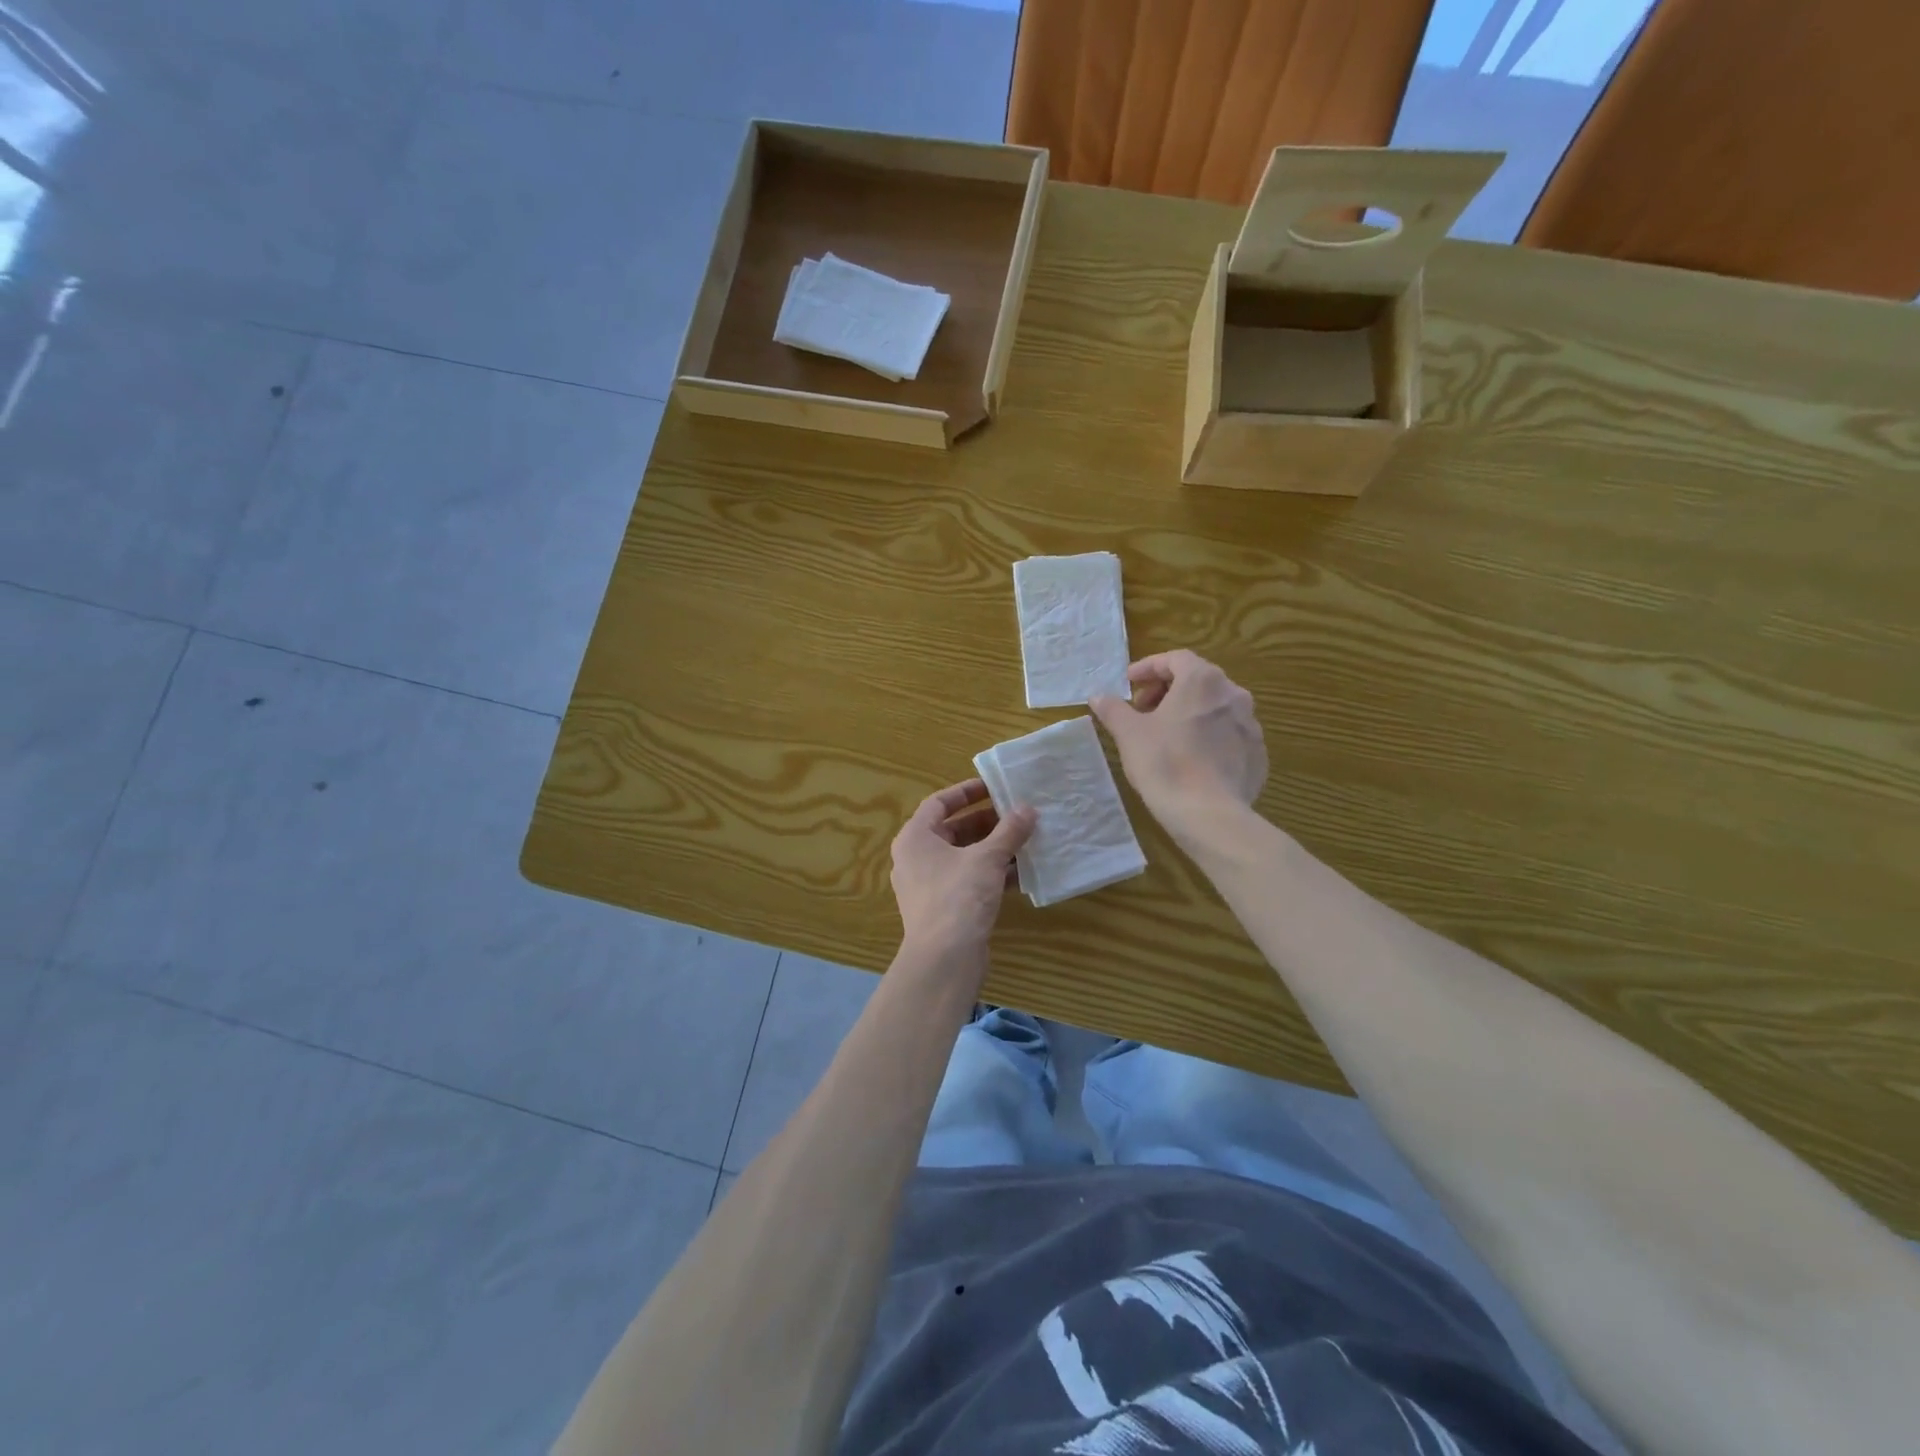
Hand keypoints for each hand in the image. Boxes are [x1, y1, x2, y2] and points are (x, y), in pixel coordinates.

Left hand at [890, 780, 1034, 957]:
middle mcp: (916, 858)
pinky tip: (1021, 872)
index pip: (939, 803)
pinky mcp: (943, 908)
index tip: (994, 787)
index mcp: (915, 838)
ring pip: (963, 857)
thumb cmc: (959, 897)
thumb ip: (1009, 831)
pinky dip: (991, 873)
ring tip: (1025, 838)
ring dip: (992, 848)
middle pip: (952, 830)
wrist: (944, 959)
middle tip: (1017, 814)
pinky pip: (968, 880)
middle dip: (986, 822)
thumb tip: (1028, 809)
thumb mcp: (987, 858)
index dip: (967, 792)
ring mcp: (928, 885)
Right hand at [1091, 650, 1267, 846]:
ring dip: (1189, 713)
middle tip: (1143, 711)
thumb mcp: (1129, 734)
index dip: (1148, 668)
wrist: (1209, 815)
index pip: (1175, 659)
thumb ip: (1113, 709)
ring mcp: (1251, 724)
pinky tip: (1191, 759)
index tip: (1129, 684)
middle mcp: (1233, 694)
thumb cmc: (1165, 764)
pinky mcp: (1257, 753)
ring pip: (1215, 707)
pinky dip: (1208, 736)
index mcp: (1203, 680)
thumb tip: (1098, 696)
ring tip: (1166, 735)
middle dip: (1167, 690)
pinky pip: (1229, 734)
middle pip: (1197, 680)